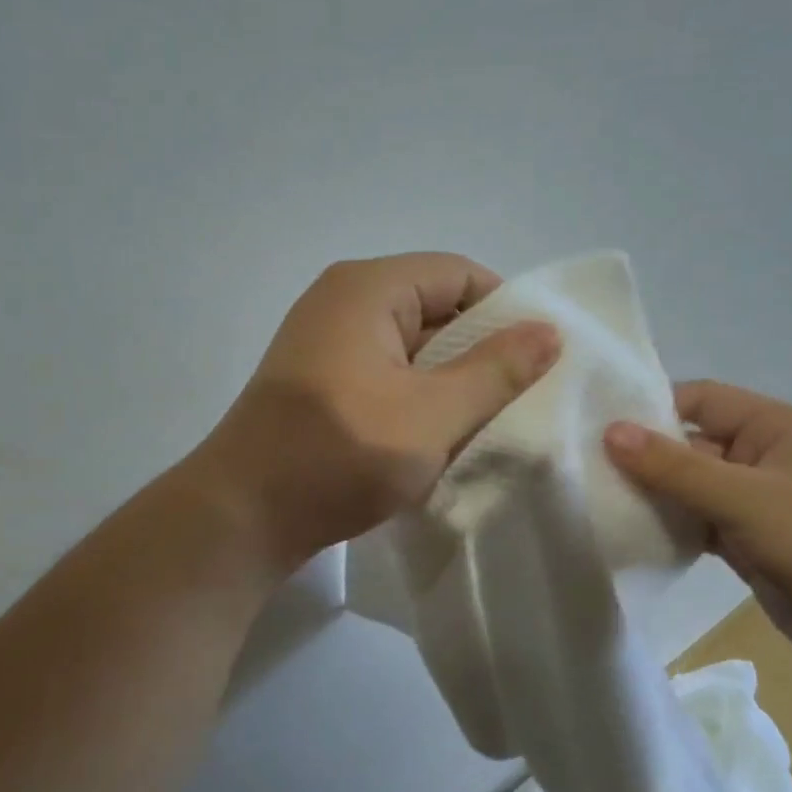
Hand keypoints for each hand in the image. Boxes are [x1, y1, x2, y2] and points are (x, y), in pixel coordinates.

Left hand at [195, 254, 559, 569]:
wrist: (243, 517)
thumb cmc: (339, 456)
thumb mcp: (432, 415)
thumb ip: (496, 372)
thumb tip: (549, 332)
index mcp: (368, 289)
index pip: (459, 274)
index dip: (505, 311)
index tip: (538, 361)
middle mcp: (343, 302)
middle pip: (435, 309)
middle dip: (480, 353)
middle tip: (521, 400)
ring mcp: (326, 345)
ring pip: (412, 350)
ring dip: (450, 384)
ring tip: (487, 425)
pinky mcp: (320, 384)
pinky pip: (386, 377)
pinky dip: (417, 401)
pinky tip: (439, 440)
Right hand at [604, 382, 791, 673]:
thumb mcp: (744, 498)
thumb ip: (675, 467)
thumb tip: (610, 432)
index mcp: (769, 426)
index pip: (697, 399)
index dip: (650, 408)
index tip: (596, 426)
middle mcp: (759, 456)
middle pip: (688, 444)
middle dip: (643, 457)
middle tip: (584, 469)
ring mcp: (753, 501)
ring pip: (689, 487)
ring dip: (653, 495)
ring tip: (597, 501)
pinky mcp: (746, 540)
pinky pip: (697, 522)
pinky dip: (670, 527)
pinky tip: (631, 534)